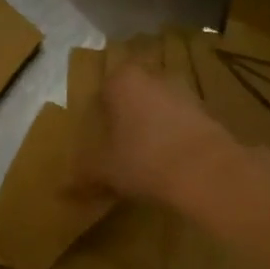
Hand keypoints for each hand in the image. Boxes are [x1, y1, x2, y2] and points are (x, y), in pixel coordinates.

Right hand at [80, 62, 238, 202]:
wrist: (206, 172)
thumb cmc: (143, 160)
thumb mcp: (104, 170)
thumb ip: (83, 175)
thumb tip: (61, 191)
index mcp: (123, 81)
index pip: (102, 90)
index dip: (97, 115)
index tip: (95, 139)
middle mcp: (154, 77)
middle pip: (132, 97)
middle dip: (125, 118)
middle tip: (116, 147)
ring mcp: (185, 92)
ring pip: (158, 108)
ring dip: (151, 127)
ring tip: (143, 158)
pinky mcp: (207, 112)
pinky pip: (180, 123)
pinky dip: (173, 138)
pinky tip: (168, 163)